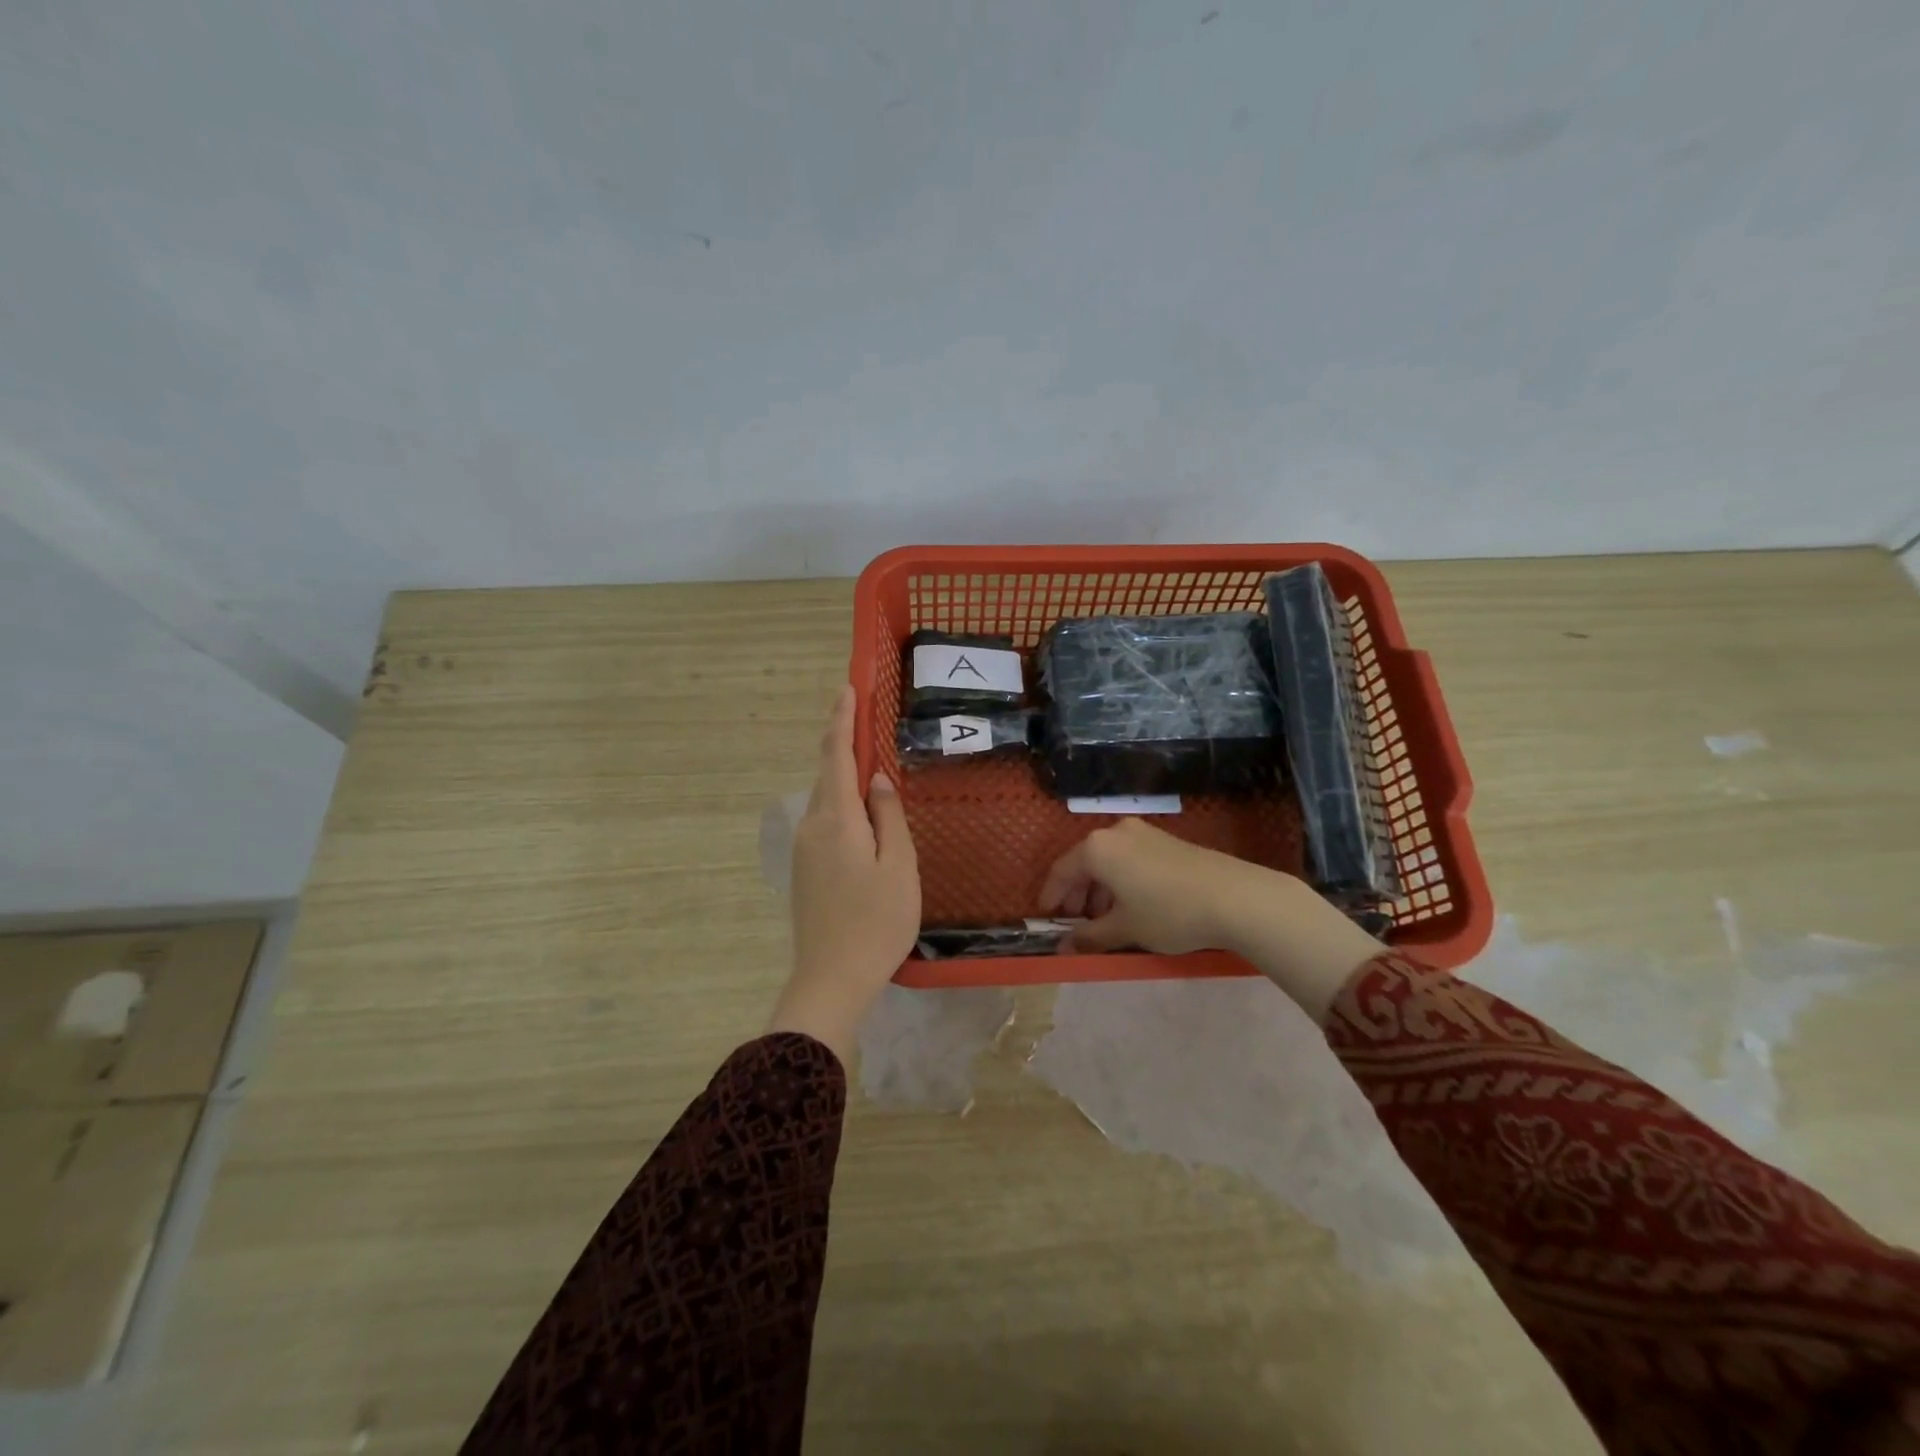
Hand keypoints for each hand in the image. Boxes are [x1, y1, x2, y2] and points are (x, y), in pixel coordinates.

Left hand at [768, 686, 920, 1063]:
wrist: (831, 979)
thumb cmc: (876, 922)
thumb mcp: (899, 866)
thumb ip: (888, 816)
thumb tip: (876, 780)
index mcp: (836, 819)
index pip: (836, 755)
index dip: (842, 718)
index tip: (847, 687)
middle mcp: (812, 826)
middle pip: (828, 774)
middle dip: (844, 743)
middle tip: (867, 718)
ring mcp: (804, 849)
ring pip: (828, 800)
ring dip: (846, 777)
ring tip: (874, 767)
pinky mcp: (806, 869)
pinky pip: (826, 822)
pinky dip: (844, 805)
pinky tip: (864, 816)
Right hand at [1038, 818, 1383, 1023]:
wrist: (1235, 896)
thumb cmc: (1169, 912)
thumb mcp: (1125, 929)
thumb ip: (1090, 937)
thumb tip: (1063, 947)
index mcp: (1097, 848)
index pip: (1062, 870)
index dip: (1051, 896)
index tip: (1048, 918)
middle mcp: (1116, 832)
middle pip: (1085, 862)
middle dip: (1077, 894)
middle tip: (1077, 923)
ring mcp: (1144, 832)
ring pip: (1109, 860)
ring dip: (1101, 889)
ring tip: (1106, 920)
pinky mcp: (1166, 840)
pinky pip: (1130, 858)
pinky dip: (1122, 880)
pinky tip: (1132, 905)